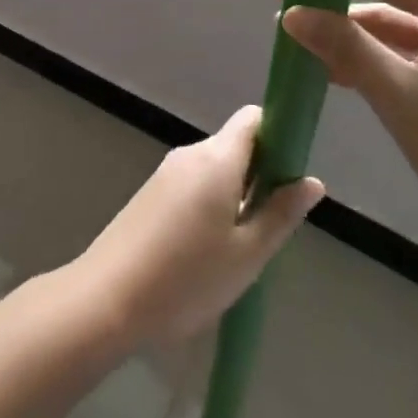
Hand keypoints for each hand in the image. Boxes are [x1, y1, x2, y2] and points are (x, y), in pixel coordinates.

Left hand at [72, 107, 323, 345]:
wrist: (106, 298)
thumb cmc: (186, 278)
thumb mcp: (247, 254)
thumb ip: (280, 214)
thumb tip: (311, 181)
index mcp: (216, 158)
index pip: (253, 119)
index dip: (279, 135)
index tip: (292, 174)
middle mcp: (189, 154)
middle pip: (235, 145)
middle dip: (260, 175)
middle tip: (271, 226)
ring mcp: (165, 173)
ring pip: (214, 169)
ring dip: (235, 195)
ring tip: (240, 248)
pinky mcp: (149, 194)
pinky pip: (192, 185)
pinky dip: (210, 204)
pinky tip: (207, 251)